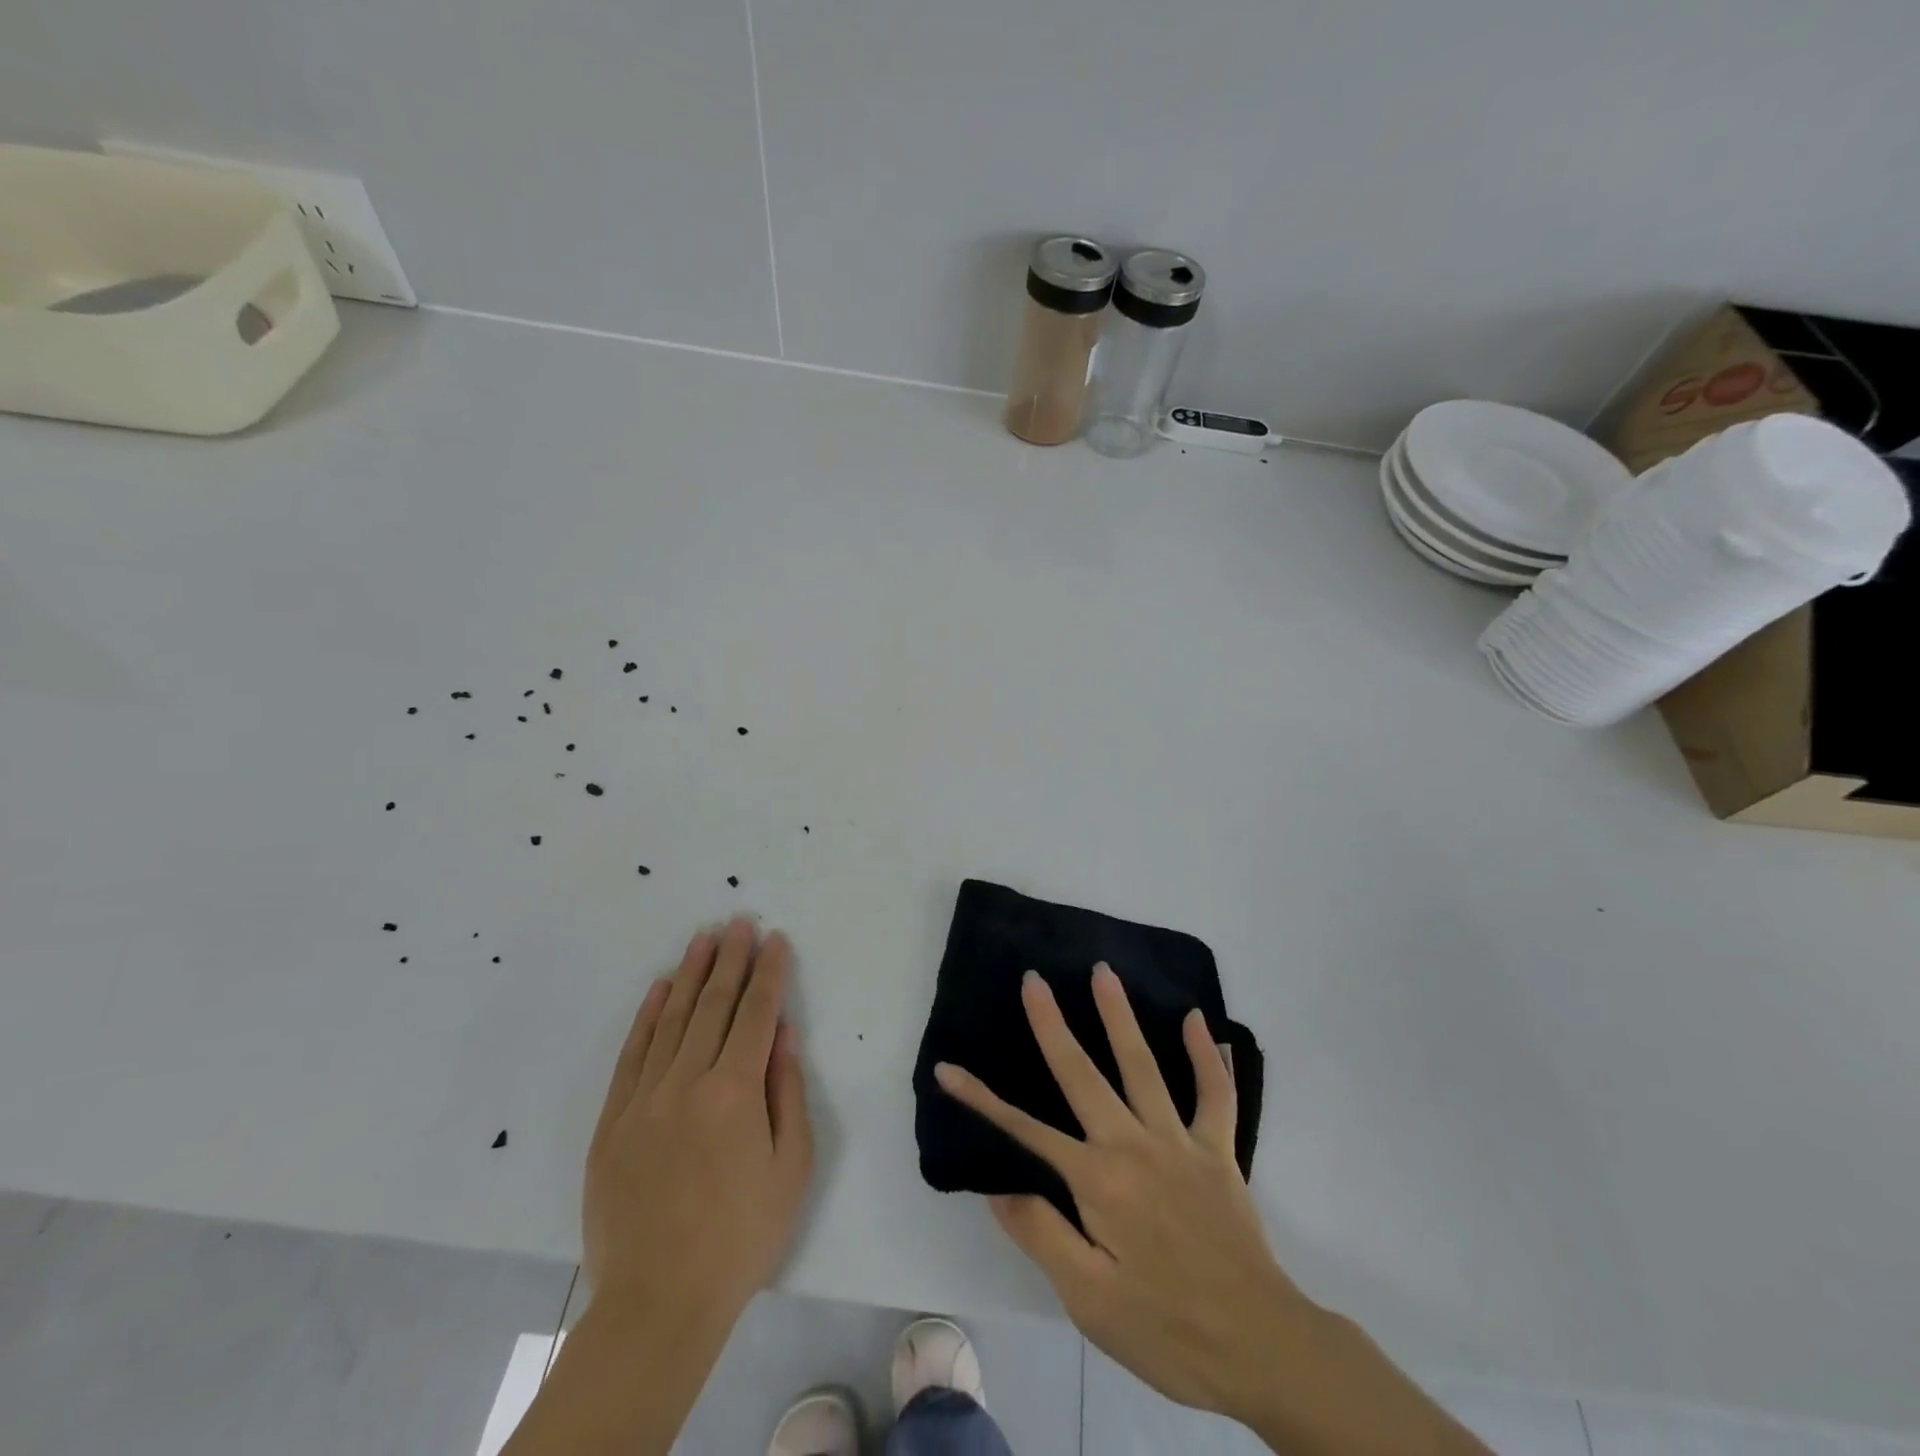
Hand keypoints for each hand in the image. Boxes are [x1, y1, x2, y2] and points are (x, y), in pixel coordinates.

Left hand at [582, 918, 813, 1329]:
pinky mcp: (613, 1120)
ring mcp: (645, 1098)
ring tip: (705, 938)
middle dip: (731, 959)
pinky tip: (661, 988)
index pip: (757, 1013)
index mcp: (735, 1091)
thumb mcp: (791, 1167)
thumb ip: (787, 1092)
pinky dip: (648, 1015)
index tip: (775, 939)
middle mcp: (688, 1081)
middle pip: (714, 1005)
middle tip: (740, 922)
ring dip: (691, 974)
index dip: (769, 972)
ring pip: (673, 1019)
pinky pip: (633, 1053)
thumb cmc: (740, 1236)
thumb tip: (783, 1033)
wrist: (658, 1302)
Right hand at [934, 965, 1312, 1421]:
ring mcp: (1180, 1141)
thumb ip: (1042, 1235)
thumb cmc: (1166, 1328)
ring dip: (1120, 1016)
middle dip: (1052, 1024)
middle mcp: (1133, 1145)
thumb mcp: (1089, 1299)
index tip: (949, 1068)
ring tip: (1103, 972)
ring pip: (1144, 1065)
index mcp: (1097, 1181)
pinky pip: (1215, 1094)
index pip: (1026, 1130)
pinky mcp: (1219, 1150)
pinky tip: (1198, 1020)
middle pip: (1083, 1074)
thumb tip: (999, 1186)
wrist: (1262, 1347)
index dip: (982, 1099)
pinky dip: (1207, 1056)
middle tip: (1034, 979)